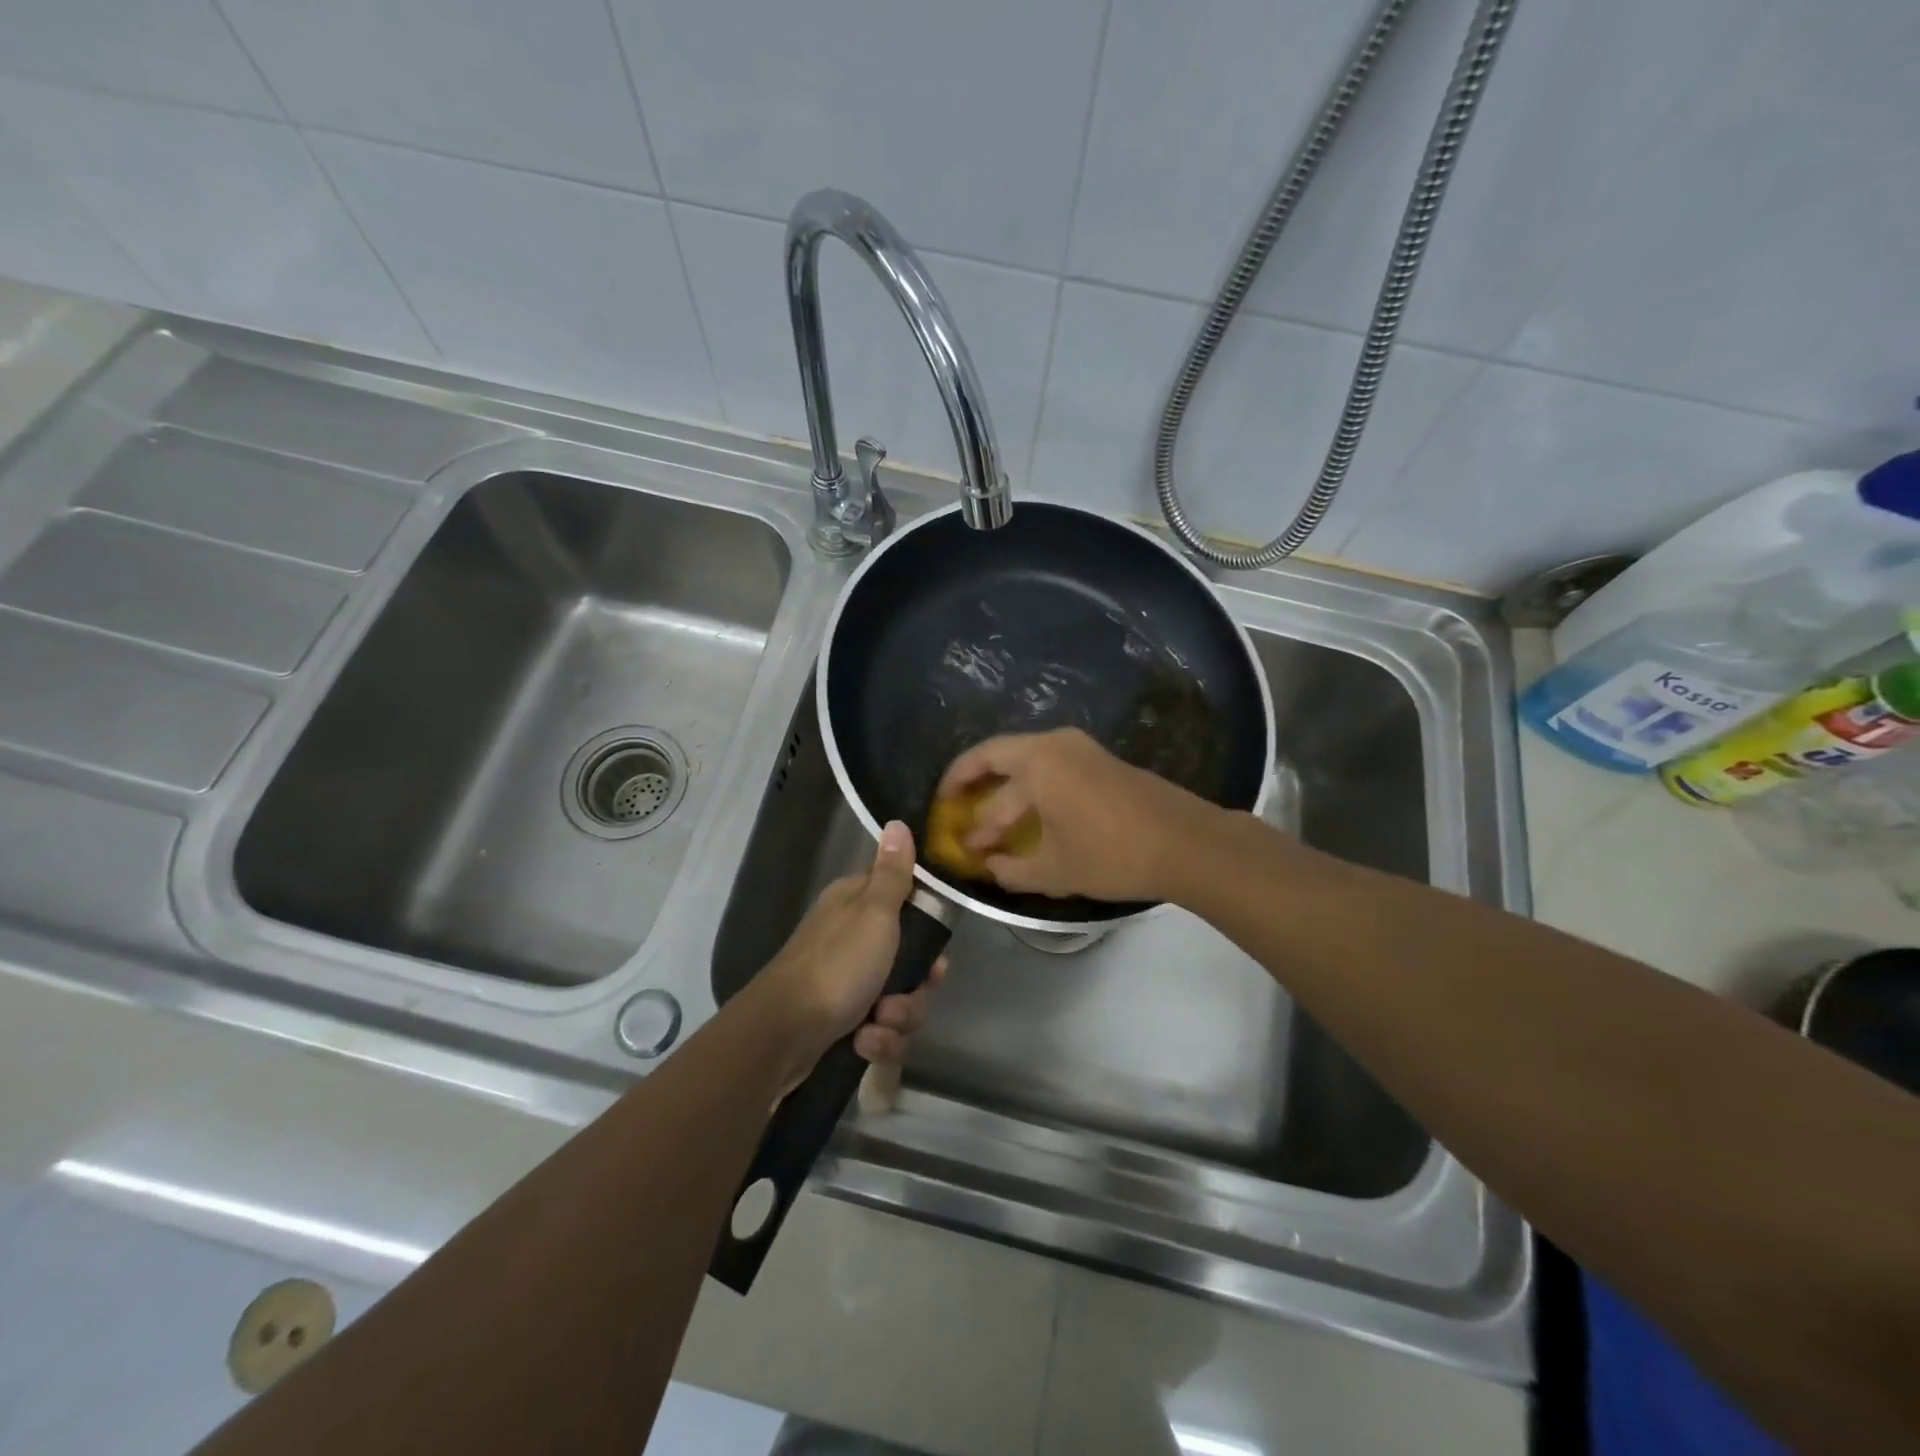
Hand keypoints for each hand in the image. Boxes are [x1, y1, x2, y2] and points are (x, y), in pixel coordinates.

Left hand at [759, 820, 945, 1079]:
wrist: (783, 1034)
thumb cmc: (836, 965)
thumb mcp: (874, 913)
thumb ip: (893, 874)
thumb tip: (897, 821)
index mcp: (857, 905)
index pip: (906, 901)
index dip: (927, 926)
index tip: (937, 947)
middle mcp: (853, 938)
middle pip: (910, 959)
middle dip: (917, 985)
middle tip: (915, 987)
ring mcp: (847, 982)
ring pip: (901, 999)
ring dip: (898, 1017)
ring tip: (877, 1022)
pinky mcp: (844, 1020)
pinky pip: (881, 1029)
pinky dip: (877, 1039)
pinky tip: (863, 1042)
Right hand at [936, 728, 1223, 901]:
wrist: (1187, 844)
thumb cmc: (1111, 854)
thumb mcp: (1054, 870)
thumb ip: (1012, 869)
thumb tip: (989, 867)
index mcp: (1038, 762)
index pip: (984, 772)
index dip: (961, 799)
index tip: (951, 824)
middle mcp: (1057, 744)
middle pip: (1001, 758)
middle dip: (977, 788)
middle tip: (958, 813)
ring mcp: (1083, 750)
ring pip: (1029, 764)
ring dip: (1007, 792)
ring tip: (993, 823)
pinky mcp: (1102, 762)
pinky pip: (1053, 769)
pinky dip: (1033, 790)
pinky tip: (1032, 819)